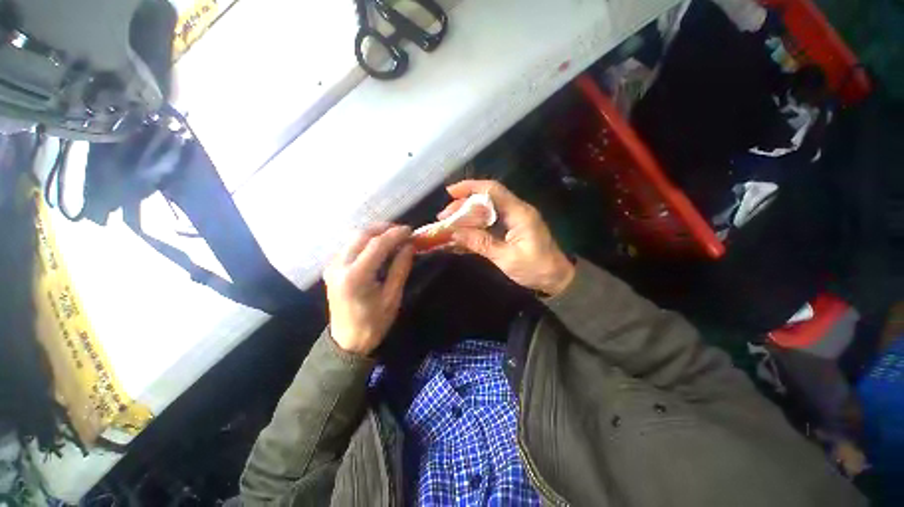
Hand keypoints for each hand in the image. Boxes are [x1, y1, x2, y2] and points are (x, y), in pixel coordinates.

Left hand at [323, 224, 414, 354]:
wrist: (347, 341)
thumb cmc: (373, 322)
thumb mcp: (392, 297)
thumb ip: (400, 268)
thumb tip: (409, 246)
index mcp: (356, 276)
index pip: (377, 245)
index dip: (395, 234)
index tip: (410, 230)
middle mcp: (339, 266)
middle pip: (362, 235)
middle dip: (384, 228)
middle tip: (402, 231)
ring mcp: (332, 265)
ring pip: (354, 237)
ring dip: (375, 233)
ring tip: (393, 235)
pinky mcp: (332, 267)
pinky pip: (350, 245)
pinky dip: (366, 240)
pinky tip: (378, 245)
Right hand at [440, 180, 574, 296]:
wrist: (557, 279)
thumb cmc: (535, 268)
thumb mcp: (506, 257)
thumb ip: (481, 243)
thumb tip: (454, 232)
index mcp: (518, 213)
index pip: (492, 190)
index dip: (470, 187)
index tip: (450, 191)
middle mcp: (515, 211)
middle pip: (485, 200)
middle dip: (463, 205)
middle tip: (444, 217)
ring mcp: (513, 221)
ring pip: (485, 212)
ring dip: (466, 217)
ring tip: (448, 226)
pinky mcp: (510, 231)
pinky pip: (489, 224)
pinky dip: (474, 228)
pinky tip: (460, 236)